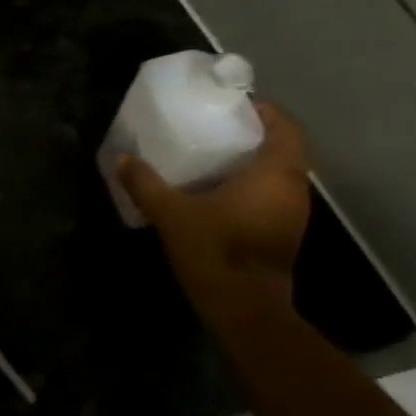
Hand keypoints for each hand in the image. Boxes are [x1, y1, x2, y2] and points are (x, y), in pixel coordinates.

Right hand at [118, 100, 310, 310]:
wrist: (245, 310)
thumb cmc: (216, 251)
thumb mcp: (172, 214)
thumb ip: (146, 184)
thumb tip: (121, 158)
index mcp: (276, 173)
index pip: (286, 126)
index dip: (266, 110)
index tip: (235, 105)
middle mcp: (294, 189)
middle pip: (285, 149)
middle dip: (255, 136)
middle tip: (217, 129)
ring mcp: (294, 215)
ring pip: (280, 175)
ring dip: (255, 163)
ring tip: (216, 158)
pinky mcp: (285, 235)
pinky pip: (274, 197)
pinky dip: (254, 187)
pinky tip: (221, 193)